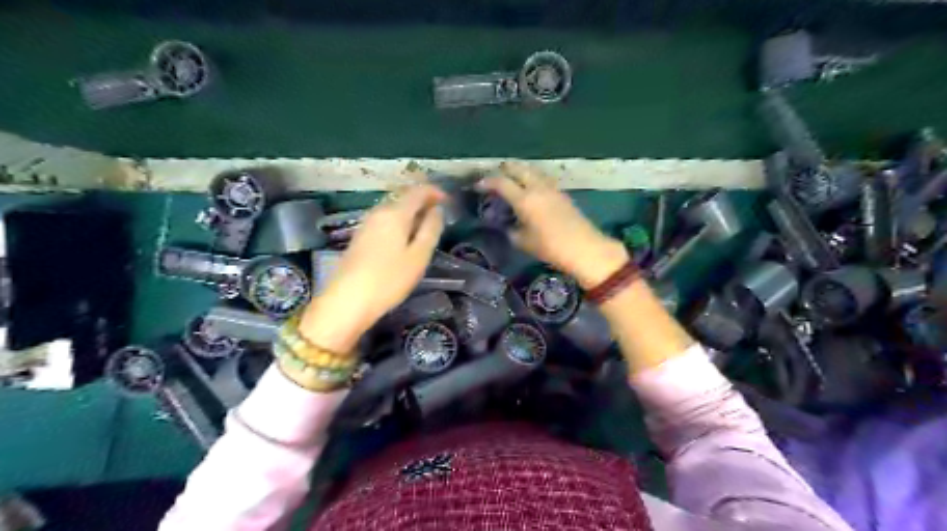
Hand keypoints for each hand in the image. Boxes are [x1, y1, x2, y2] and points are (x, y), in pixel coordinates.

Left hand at [297, 184, 446, 353]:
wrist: (348, 300)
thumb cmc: (389, 279)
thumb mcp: (418, 256)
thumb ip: (430, 230)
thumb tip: (437, 210)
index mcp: (395, 213)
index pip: (417, 191)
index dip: (434, 192)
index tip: (447, 201)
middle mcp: (378, 212)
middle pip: (403, 198)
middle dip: (422, 201)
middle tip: (439, 213)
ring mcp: (366, 224)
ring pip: (393, 209)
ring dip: (410, 212)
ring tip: (425, 226)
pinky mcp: (360, 237)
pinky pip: (384, 220)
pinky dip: (399, 222)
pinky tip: (404, 238)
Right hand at [482, 163, 627, 287]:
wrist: (584, 248)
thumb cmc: (550, 247)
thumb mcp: (523, 242)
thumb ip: (511, 230)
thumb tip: (507, 225)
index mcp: (524, 199)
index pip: (501, 182)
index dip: (487, 182)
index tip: (477, 185)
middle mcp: (537, 188)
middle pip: (518, 168)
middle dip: (504, 168)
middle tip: (495, 173)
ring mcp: (551, 188)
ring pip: (532, 170)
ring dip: (520, 170)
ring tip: (512, 175)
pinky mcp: (562, 193)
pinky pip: (542, 178)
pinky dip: (532, 176)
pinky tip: (530, 185)